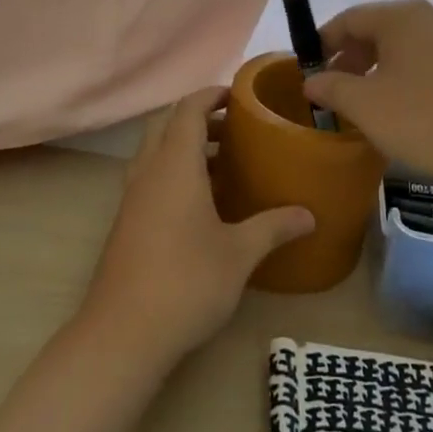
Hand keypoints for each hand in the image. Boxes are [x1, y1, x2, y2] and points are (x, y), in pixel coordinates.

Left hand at [82, 87, 313, 366]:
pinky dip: (175, 172)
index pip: (188, 110)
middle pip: (166, 124)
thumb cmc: (186, 282)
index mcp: (175, 166)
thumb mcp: (240, 254)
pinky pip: (151, 177)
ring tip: (226, 161)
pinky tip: (203, 202)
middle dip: (199, 117)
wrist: (122, 335)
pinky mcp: (127, 223)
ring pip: (156, 152)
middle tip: (235, 127)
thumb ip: (274, 227)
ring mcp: (132, 198)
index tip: (238, 96)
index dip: (211, 95)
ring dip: (186, 146)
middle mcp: (148, 172)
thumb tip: (310, 214)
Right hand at [302, 0, 432, 184]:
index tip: (308, 69)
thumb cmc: (425, 118)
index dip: (323, 42)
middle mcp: (431, 15)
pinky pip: (430, 59)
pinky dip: (408, 75)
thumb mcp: (365, 106)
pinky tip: (407, 107)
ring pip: (406, 45)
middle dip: (352, 57)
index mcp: (400, 16)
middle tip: (336, 89)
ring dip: (380, 68)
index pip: (349, 18)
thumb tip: (311, 80)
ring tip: (368, 102)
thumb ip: (331, 87)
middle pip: (379, 29)